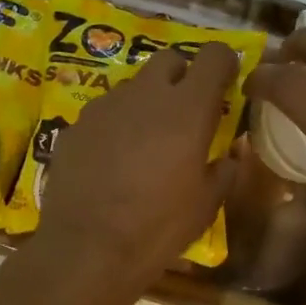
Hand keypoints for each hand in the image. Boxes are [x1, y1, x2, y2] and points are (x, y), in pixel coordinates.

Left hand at [37, 43, 240, 282]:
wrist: (87, 249)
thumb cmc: (158, 227)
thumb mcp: (206, 206)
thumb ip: (224, 171)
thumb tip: (229, 156)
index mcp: (188, 109)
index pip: (215, 55)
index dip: (224, 64)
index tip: (226, 84)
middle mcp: (146, 94)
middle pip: (169, 59)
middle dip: (182, 77)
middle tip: (185, 113)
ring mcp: (105, 106)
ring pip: (134, 86)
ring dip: (147, 102)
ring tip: (146, 142)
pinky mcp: (76, 125)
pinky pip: (105, 112)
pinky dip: (116, 125)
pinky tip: (113, 160)